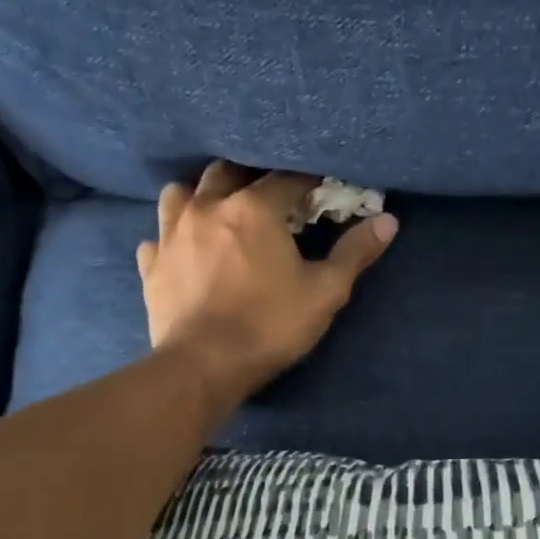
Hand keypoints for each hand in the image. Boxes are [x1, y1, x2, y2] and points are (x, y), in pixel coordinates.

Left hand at [138, 162, 397, 401]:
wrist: (202, 367)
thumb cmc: (269, 326)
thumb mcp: (324, 293)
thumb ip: (355, 253)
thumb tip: (388, 222)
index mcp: (253, 209)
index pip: (287, 178)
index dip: (308, 182)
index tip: (321, 193)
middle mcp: (207, 208)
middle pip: (228, 171)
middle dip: (251, 177)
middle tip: (270, 199)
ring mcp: (171, 234)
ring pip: (181, 192)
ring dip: (202, 195)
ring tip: (218, 212)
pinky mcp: (151, 265)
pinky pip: (158, 236)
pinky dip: (172, 236)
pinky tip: (184, 250)